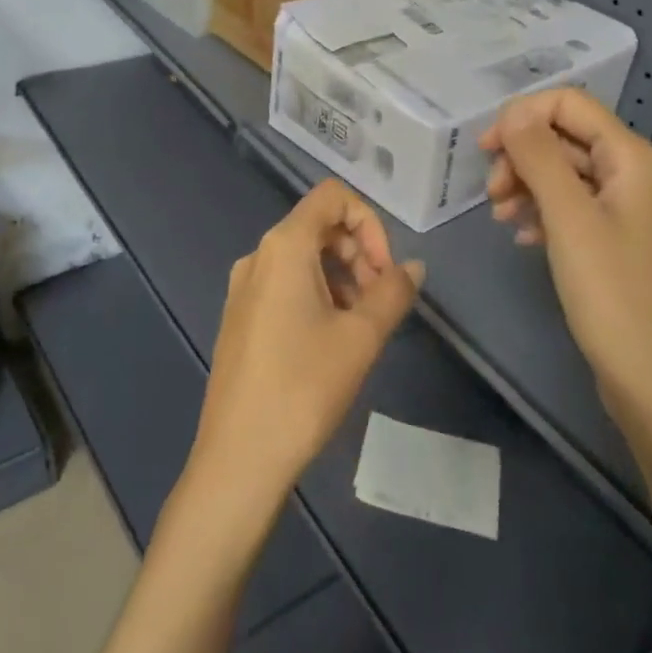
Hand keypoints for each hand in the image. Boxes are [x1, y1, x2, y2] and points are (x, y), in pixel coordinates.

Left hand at [186, 181, 423, 524]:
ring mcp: (243, 288)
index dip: (370, 223)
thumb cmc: (304, 386)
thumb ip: (393, 292)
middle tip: (381, 302)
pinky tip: (331, 340)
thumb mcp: (361, 337)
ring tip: (361, 327)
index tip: (385, 271)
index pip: (332, 197)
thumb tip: (413, 267)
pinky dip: (316, 295)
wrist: (240, 455)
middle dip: (359, 254)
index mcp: (283, 246)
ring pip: (303, 259)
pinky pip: (284, 285)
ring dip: (341, 277)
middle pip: (318, 227)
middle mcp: (257, 256)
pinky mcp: (239, 317)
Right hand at [479, 90, 651, 429]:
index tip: (484, 151)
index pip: (569, 103)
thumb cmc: (613, 293)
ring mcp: (624, 209)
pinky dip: (541, 213)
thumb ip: (538, 157)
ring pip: (563, 174)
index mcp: (631, 158)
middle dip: (521, 155)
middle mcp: (631, 173)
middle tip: (491, 195)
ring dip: (526, 185)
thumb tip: (512, 112)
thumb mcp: (569, 218)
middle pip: (564, 137)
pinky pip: (570, 208)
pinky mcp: (613, 241)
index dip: (522, 116)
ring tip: (500, 218)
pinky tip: (522, 238)